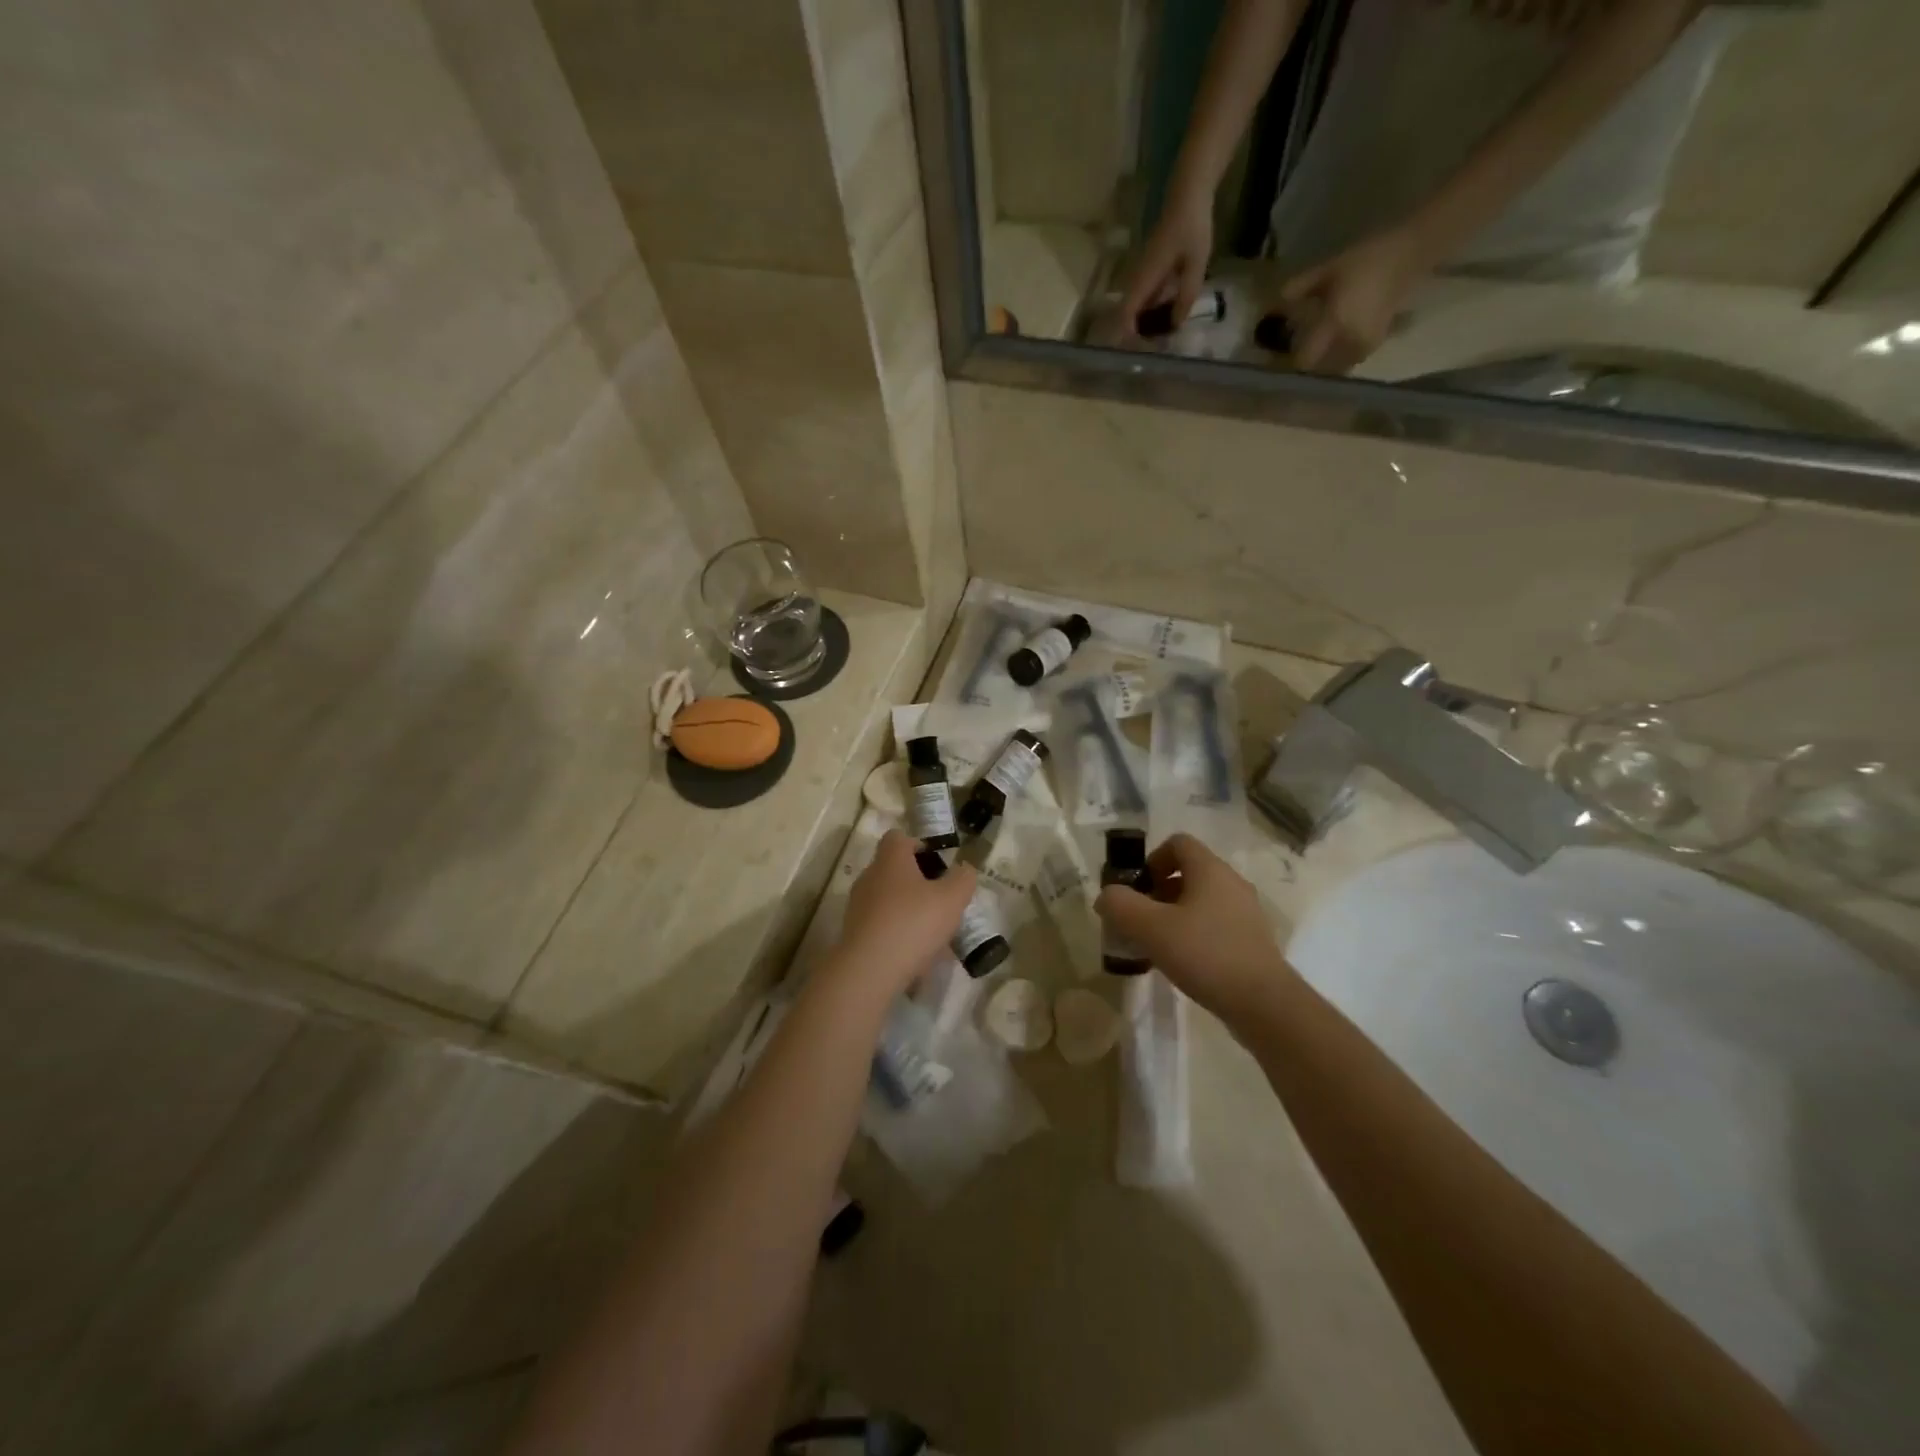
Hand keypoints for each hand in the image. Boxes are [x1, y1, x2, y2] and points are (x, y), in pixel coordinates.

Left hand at [830, 830, 976, 999]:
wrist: (869, 970)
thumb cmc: (913, 923)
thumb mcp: (952, 899)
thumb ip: (963, 879)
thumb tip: (964, 869)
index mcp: (890, 859)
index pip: (898, 837)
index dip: (919, 845)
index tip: (938, 865)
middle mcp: (870, 876)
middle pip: (894, 870)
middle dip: (918, 882)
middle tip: (942, 901)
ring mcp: (858, 906)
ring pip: (889, 899)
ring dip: (909, 910)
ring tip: (934, 933)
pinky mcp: (854, 933)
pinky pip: (882, 925)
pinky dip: (899, 933)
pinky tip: (917, 954)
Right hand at [1094, 833, 1294, 1024]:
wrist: (1263, 1004)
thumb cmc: (1205, 954)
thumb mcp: (1150, 927)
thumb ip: (1120, 905)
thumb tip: (1106, 896)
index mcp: (1210, 870)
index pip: (1178, 843)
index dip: (1152, 859)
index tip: (1137, 888)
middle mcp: (1232, 883)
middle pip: (1189, 872)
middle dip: (1158, 891)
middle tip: (1140, 920)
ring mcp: (1246, 912)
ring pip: (1202, 900)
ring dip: (1175, 915)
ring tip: (1157, 944)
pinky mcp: (1252, 940)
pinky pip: (1215, 924)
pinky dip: (1195, 934)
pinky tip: (1183, 962)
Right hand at [1116, 192, 1213, 338]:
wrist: (1187, 197)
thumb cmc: (1192, 228)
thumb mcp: (1195, 264)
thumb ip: (1186, 295)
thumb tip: (1175, 325)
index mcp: (1145, 279)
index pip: (1127, 313)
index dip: (1129, 335)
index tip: (1141, 351)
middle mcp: (1137, 279)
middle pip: (1129, 314)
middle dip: (1138, 334)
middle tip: (1156, 349)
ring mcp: (1142, 275)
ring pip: (1136, 307)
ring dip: (1145, 323)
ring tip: (1163, 337)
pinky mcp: (1149, 272)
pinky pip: (1145, 297)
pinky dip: (1152, 310)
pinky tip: (1168, 316)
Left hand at [1279, 226, 1428, 373]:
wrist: (1410, 252)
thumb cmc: (1365, 259)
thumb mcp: (1327, 270)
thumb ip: (1298, 289)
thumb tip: (1272, 305)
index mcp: (1335, 324)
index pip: (1305, 360)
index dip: (1292, 360)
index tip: (1281, 354)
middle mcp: (1349, 341)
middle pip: (1319, 369)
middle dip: (1309, 362)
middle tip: (1298, 350)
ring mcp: (1366, 346)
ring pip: (1335, 368)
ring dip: (1324, 362)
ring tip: (1317, 346)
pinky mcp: (1377, 344)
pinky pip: (1350, 360)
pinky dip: (1340, 356)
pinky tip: (1336, 341)